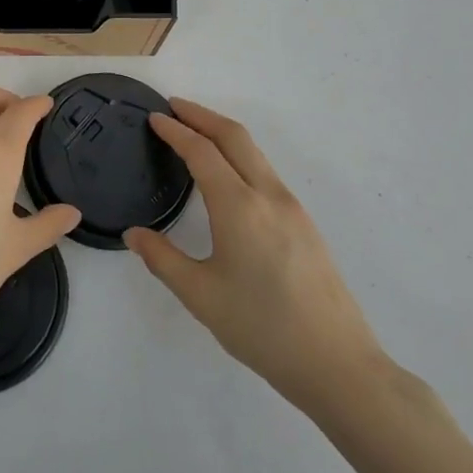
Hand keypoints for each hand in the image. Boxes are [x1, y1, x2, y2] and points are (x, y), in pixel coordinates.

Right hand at [126, 99, 390, 421]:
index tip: (155, 117)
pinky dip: (240, 157)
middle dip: (202, 116)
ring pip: (255, 153)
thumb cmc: (262, 328)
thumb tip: (134, 234)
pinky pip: (266, 173)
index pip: (202, 152)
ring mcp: (293, 209)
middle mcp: (269, 196)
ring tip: (196, 135)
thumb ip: (162, 259)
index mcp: (239, 206)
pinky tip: (228, 178)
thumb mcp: (200, 296)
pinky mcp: (306, 225)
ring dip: (223, 135)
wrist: (338, 364)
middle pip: (235, 137)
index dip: (176, 130)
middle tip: (174, 107)